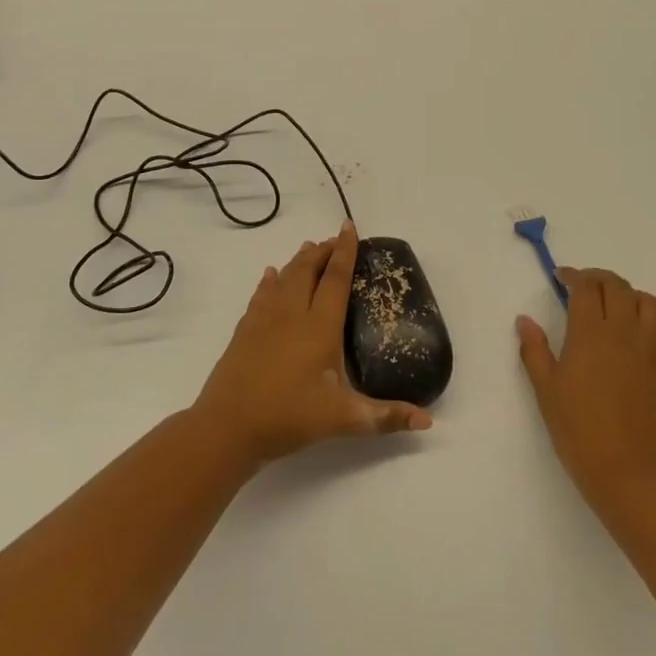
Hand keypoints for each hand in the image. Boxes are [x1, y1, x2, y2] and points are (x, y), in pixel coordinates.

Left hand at [192, 223, 432, 467]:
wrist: (227, 427)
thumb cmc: (288, 417)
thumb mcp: (343, 420)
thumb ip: (385, 417)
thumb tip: (428, 422)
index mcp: (319, 326)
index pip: (334, 279)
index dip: (345, 252)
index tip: (349, 228)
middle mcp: (291, 314)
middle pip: (307, 270)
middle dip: (322, 251)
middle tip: (334, 239)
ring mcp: (264, 320)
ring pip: (284, 278)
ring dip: (299, 261)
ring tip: (309, 248)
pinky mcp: (244, 331)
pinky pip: (261, 295)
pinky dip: (270, 281)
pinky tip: (271, 275)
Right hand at [517, 267, 655, 509]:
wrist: (630, 475)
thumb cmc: (580, 434)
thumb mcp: (546, 392)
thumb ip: (535, 351)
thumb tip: (525, 320)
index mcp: (590, 335)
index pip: (585, 288)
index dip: (574, 276)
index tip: (563, 278)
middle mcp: (625, 334)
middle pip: (618, 289)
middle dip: (602, 279)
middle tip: (588, 287)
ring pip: (653, 306)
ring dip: (636, 297)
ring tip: (624, 305)